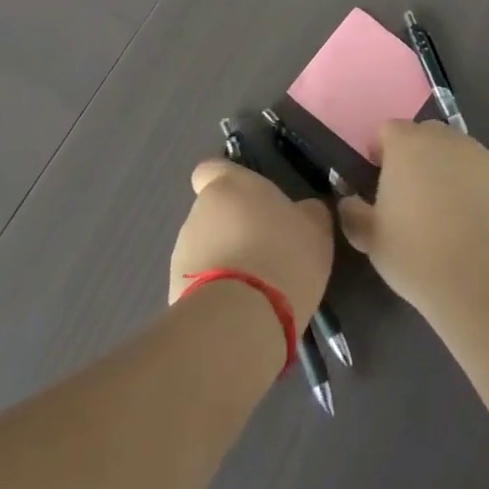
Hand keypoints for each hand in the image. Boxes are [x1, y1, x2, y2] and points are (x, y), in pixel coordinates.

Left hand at [169, 162, 334, 328]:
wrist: (242, 319)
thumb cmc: (282, 255)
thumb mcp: (315, 228)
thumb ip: (306, 212)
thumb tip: (303, 211)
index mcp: (228, 185)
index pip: (211, 169)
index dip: (227, 182)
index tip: (249, 200)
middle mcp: (198, 212)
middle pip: (213, 214)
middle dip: (234, 229)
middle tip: (266, 251)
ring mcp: (182, 254)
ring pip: (206, 250)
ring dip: (225, 262)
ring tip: (256, 289)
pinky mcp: (174, 293)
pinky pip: (199, 286)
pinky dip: (216, 293)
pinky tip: (241, 312)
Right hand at [337, 120, 488, 313]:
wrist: (487, 279)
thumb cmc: (418, 255)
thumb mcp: (372, 240)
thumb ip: (353, 214)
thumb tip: (348, 202)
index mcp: (406, 145)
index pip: (387, 130)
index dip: (380, 150)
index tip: (378, 177)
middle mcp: (444, 138)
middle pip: (425, 136)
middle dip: (417, 157)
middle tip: (413, 196)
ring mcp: (481, 153)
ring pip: (458, 153)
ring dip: (450, 171)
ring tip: (450, 213)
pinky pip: (486, 174)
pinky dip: (480, 189)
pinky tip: (480, 224)